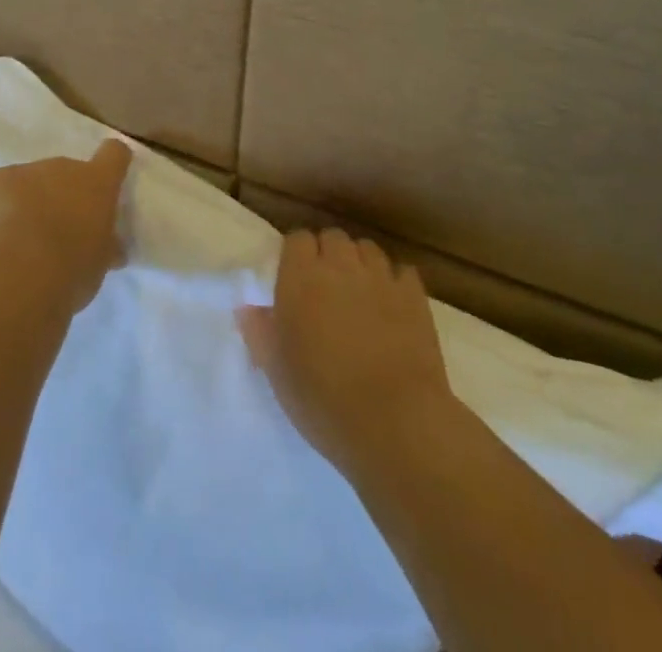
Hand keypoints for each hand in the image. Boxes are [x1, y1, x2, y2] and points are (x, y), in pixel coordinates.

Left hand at [0, 138, 131, 314]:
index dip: (112, 163)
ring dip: (28, 204)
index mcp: (97, 183)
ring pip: (28, 183)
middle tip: (57, 232)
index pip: (114, 154)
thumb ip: (104, 247)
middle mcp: (62, 167)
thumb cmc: (70, 269)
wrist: (16, 273)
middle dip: (62, 196)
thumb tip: (110, 247)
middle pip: (65, 173)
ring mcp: (23, 171)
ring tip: (19, 242)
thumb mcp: (99, 264)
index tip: (108, 178)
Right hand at [237, 229, 454, 472]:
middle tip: (326, 288)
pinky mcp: (414, 296)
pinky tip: (392, 306)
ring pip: (367, 249)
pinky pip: (402, 272)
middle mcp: (340, 265)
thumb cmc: (323, 399)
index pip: (297, 239)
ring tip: (359, 294)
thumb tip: (248, 308)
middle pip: (333, 237)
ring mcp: (380, 277)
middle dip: (329, 255)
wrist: (395, 423)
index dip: (296, 255)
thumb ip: (259, 332)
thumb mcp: (277, 371)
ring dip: (360, 264)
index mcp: (301, 277)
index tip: (295, 279)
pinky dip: (395, 282)